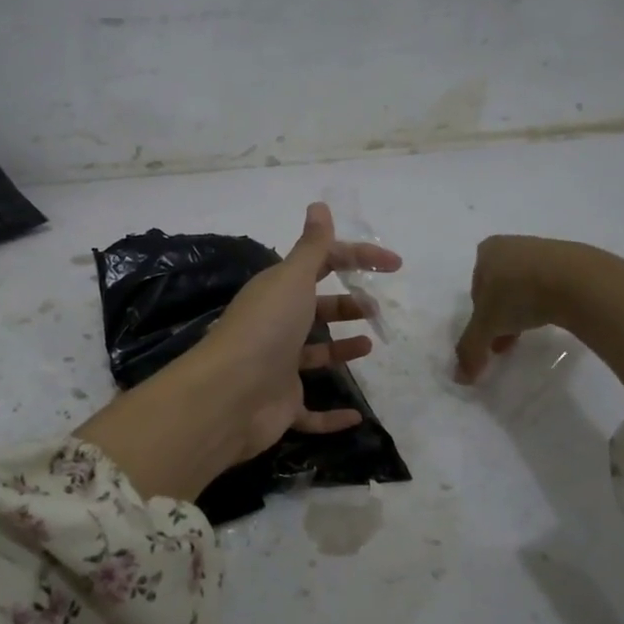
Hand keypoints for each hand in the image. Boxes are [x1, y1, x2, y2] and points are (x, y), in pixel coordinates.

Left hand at [194, 201, 402, 461]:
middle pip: (315, 309)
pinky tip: (357, 415)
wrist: (230, 394)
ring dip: (340, 348)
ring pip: (314, 355)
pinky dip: (332, 417)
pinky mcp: (282, 406)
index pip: (321, 264)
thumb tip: (319, 205)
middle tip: (375, 310)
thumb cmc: (265, 329)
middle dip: (346, 304)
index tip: (394, 265)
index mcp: (278, 292)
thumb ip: (312, 247)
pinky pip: (312, 413)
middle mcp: (276, 326)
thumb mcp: (292, 279)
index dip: (357, 258)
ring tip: (370, 344)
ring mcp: (278, 368)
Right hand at [453, 235, 566, 382]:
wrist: (578, 281)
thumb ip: (470, 348)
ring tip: (532, 333)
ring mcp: (545, 249)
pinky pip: (552, 284)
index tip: (490, 334)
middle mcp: (513, 244)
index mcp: (488, 251)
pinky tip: (554, 317)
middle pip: (500, 287)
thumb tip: (460, 378)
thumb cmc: (519, 295)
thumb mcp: (487, 326)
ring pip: (526, 286)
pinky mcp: (573, 260)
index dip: (480, 315)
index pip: (476, 288)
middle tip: (507, 340)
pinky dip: (548, 301)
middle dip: (502, 315)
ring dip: (524, 310)